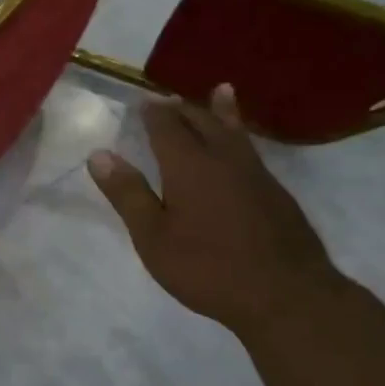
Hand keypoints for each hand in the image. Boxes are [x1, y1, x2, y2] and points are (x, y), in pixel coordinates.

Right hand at [88, 86, 345, 338]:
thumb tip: (99, 155)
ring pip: (234, 131)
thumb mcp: (153, 237)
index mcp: (189, 165)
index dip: (153, 112)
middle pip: (202, 122)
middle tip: (168, 99)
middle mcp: (224, 159)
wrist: (286, 294)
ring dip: (221, 111)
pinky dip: (241, 134)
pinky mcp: (276, 192)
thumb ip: (128, 194)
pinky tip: (242, 146)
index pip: (167, 126)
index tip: (143, 99)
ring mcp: (256, 174)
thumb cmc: (207, 268)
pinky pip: (251, 150)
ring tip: (221, 92)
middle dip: (182, 108)